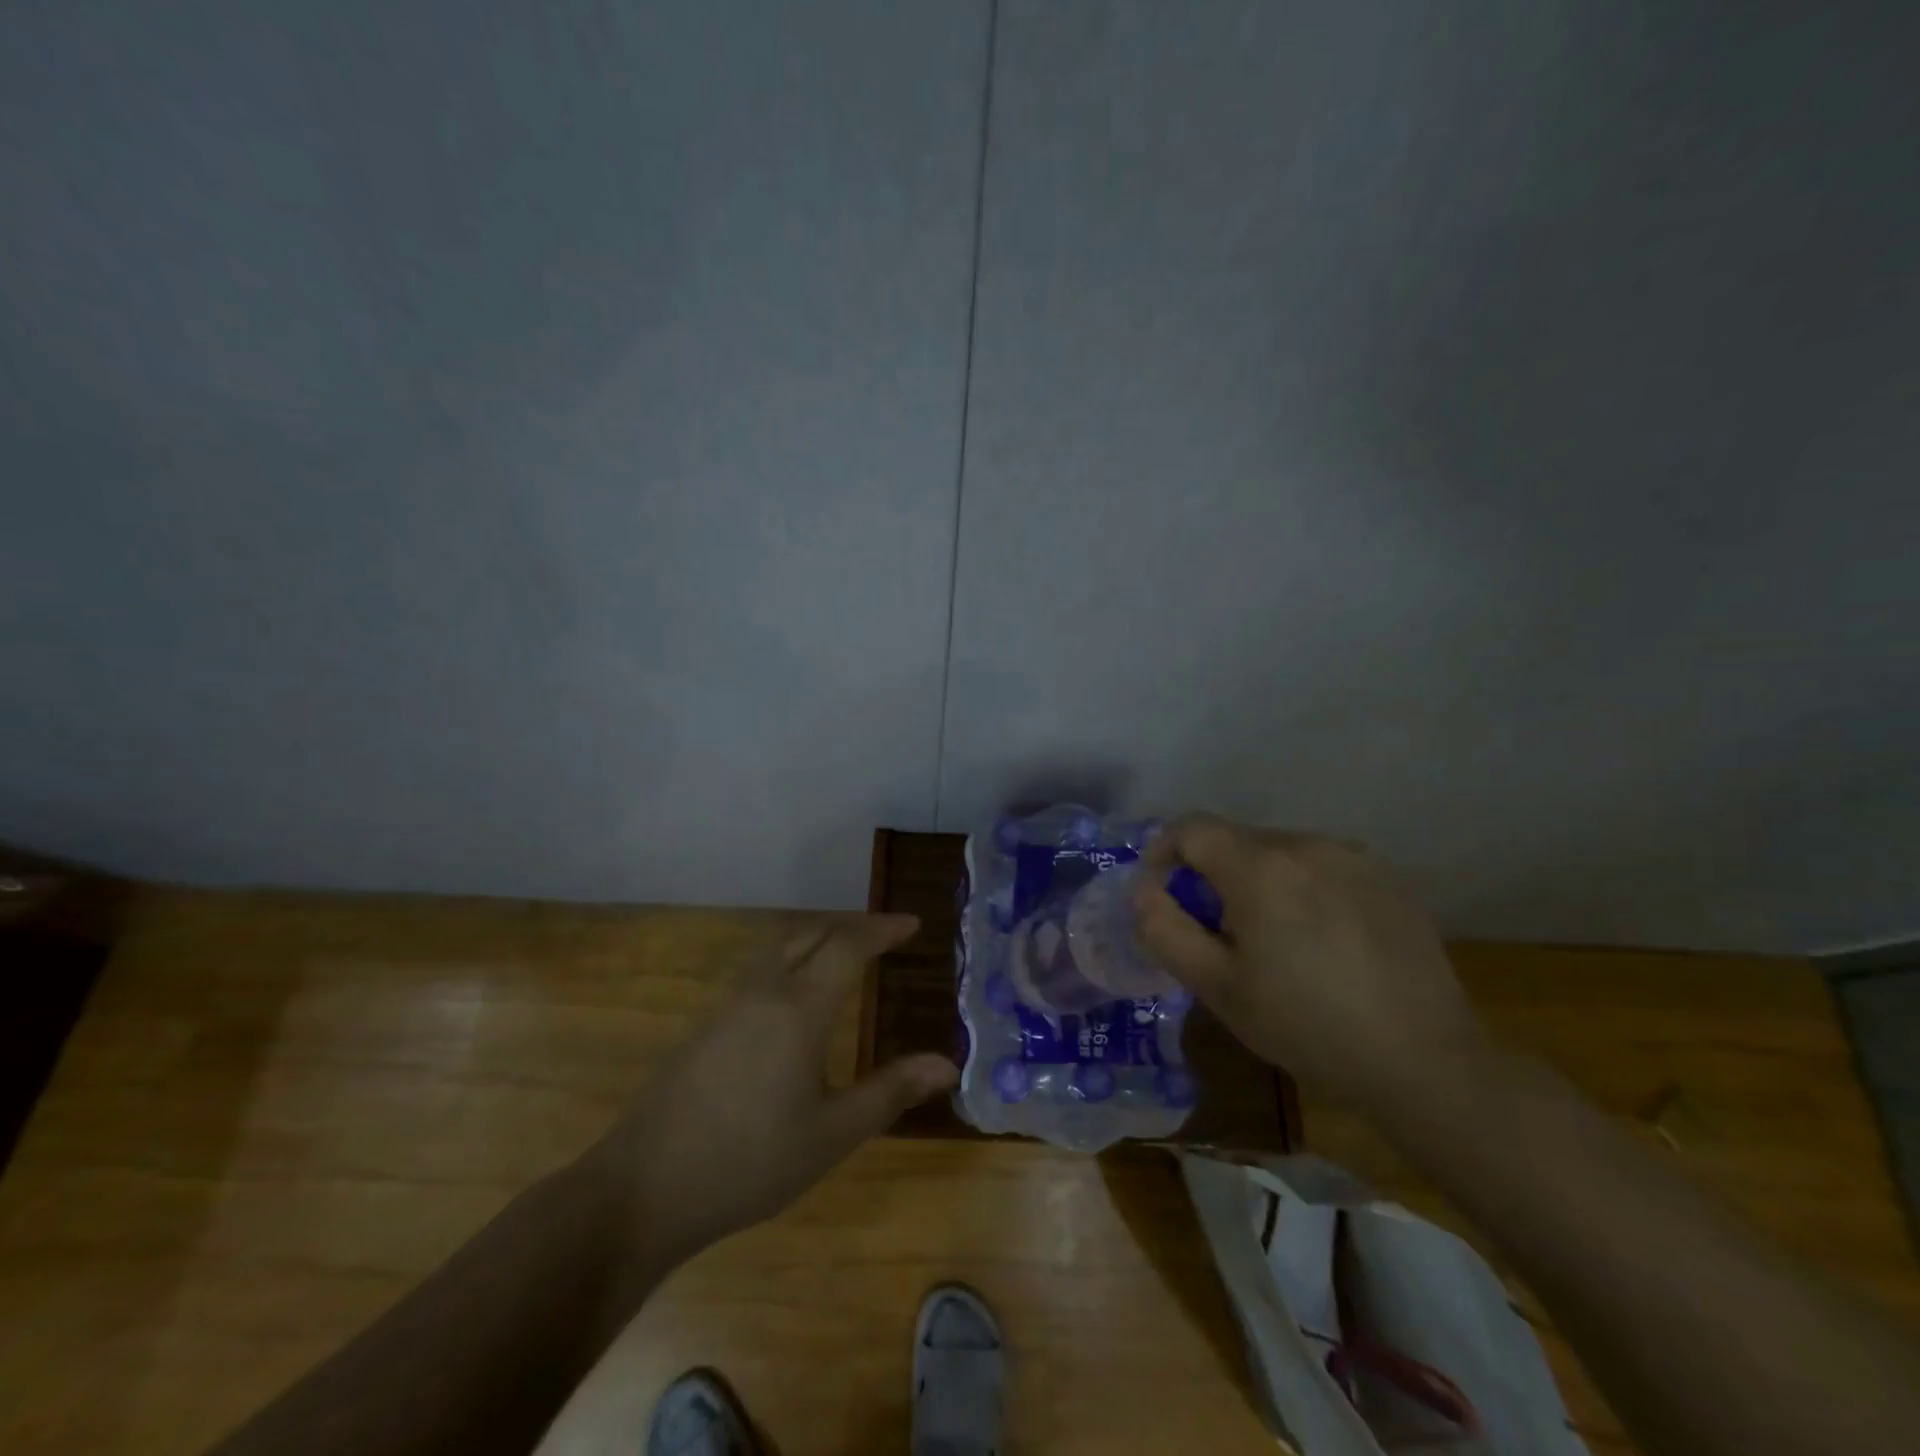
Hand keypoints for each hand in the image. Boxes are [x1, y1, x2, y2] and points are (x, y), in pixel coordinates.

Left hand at [587, 914, 956, 1265]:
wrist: (642, 1189)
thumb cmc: (749, 1162)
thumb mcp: (832, 1134)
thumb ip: (890, 1092)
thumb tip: (947, 1065)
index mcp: (799, 1008)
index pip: (848, 946)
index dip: (883, 930)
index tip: (913, 923)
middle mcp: (763, 991)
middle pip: (811, 934)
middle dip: (852, 926)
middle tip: (885, 934)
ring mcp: (728, 1006)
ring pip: (779, 948)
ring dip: (818, 939)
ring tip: (846, 955)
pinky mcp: (705, 1026)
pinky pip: (759, 971)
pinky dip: (791, 960)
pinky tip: (795, 997)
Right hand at [1131, 814, 1484, 1110]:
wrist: (1425, 1062)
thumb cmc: (1307, 1026)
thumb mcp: (1218, 988)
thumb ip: (1165, 930)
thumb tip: (1143, 890)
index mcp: (1260, 867)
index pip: (1192, 828)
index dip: (1163, 851)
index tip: (1160, 890)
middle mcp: (1306, 845)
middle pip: (1237, 841)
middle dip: (1213, 875)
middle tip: (1217, 932)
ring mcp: (1353, 858)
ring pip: (1281, 853)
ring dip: (1259, 881)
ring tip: (1273, 939)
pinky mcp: (1388, 879)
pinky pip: (1323, 868)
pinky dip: (1303, 889)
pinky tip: (1322, 941)